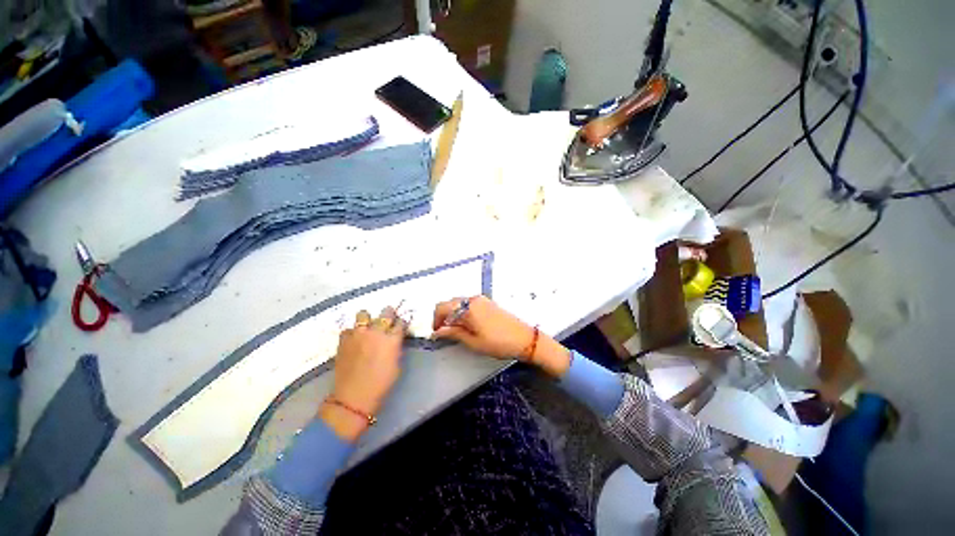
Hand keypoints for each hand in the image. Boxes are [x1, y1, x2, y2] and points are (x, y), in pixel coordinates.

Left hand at [319, 307, 406, 441]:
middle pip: (385, 313)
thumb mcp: (397, 364)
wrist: (354, 396)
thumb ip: (396, 347)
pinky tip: (354, 340)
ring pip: (363, 315)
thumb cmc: (381, 383)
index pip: (400, 322)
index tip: (399, 326)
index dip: (401, 323)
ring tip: (367, 327)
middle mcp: (376, 331)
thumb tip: (394, 339)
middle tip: (387, 321)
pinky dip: (352, 333)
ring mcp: (358, 334)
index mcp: (392, 339)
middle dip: (388, 315)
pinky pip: (348, 329)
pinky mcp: (344, 340)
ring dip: (367, 320)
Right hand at [431, 296, 571, 376]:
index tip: (436, 333)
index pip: (442, 307)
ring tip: (456, 332)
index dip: (436, 320)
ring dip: (453, 315)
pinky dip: (463, 313)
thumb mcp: (473, 342)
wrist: (525, 339)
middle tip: (444, 333)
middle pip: (450, 303)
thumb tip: (438, 332)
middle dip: (444, 317)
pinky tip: (467, 326)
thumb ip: (453, 333)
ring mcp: (482, 300)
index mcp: (468, 307)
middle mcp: (474, 299)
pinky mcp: (488, 303)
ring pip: (459, 304)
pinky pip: (469, 304)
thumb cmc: (499, 342)